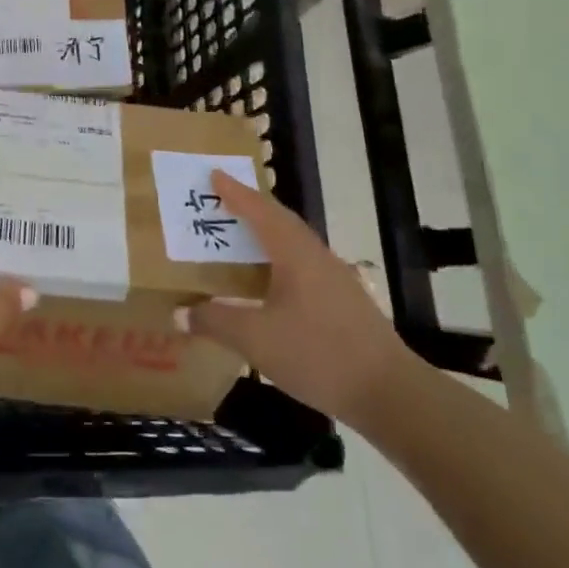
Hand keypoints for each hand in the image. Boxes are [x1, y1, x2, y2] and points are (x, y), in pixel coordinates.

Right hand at [177, 171, 413, 426]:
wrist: (389, 393)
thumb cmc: (318, 354)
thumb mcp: (256, 339)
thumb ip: (215, 321)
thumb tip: (179, 312)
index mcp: (296, 254)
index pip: (261, 212)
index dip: (236, 193)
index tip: (215, 174)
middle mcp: (317, 258)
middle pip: (281, 222)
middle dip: (252, 208)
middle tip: (222, 201)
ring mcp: (335, 280)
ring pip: (294, 244)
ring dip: (266, 235)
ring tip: (240, 237)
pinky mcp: (344, 303)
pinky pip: (303, 266)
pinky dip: (278, 261)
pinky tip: (268, 282)